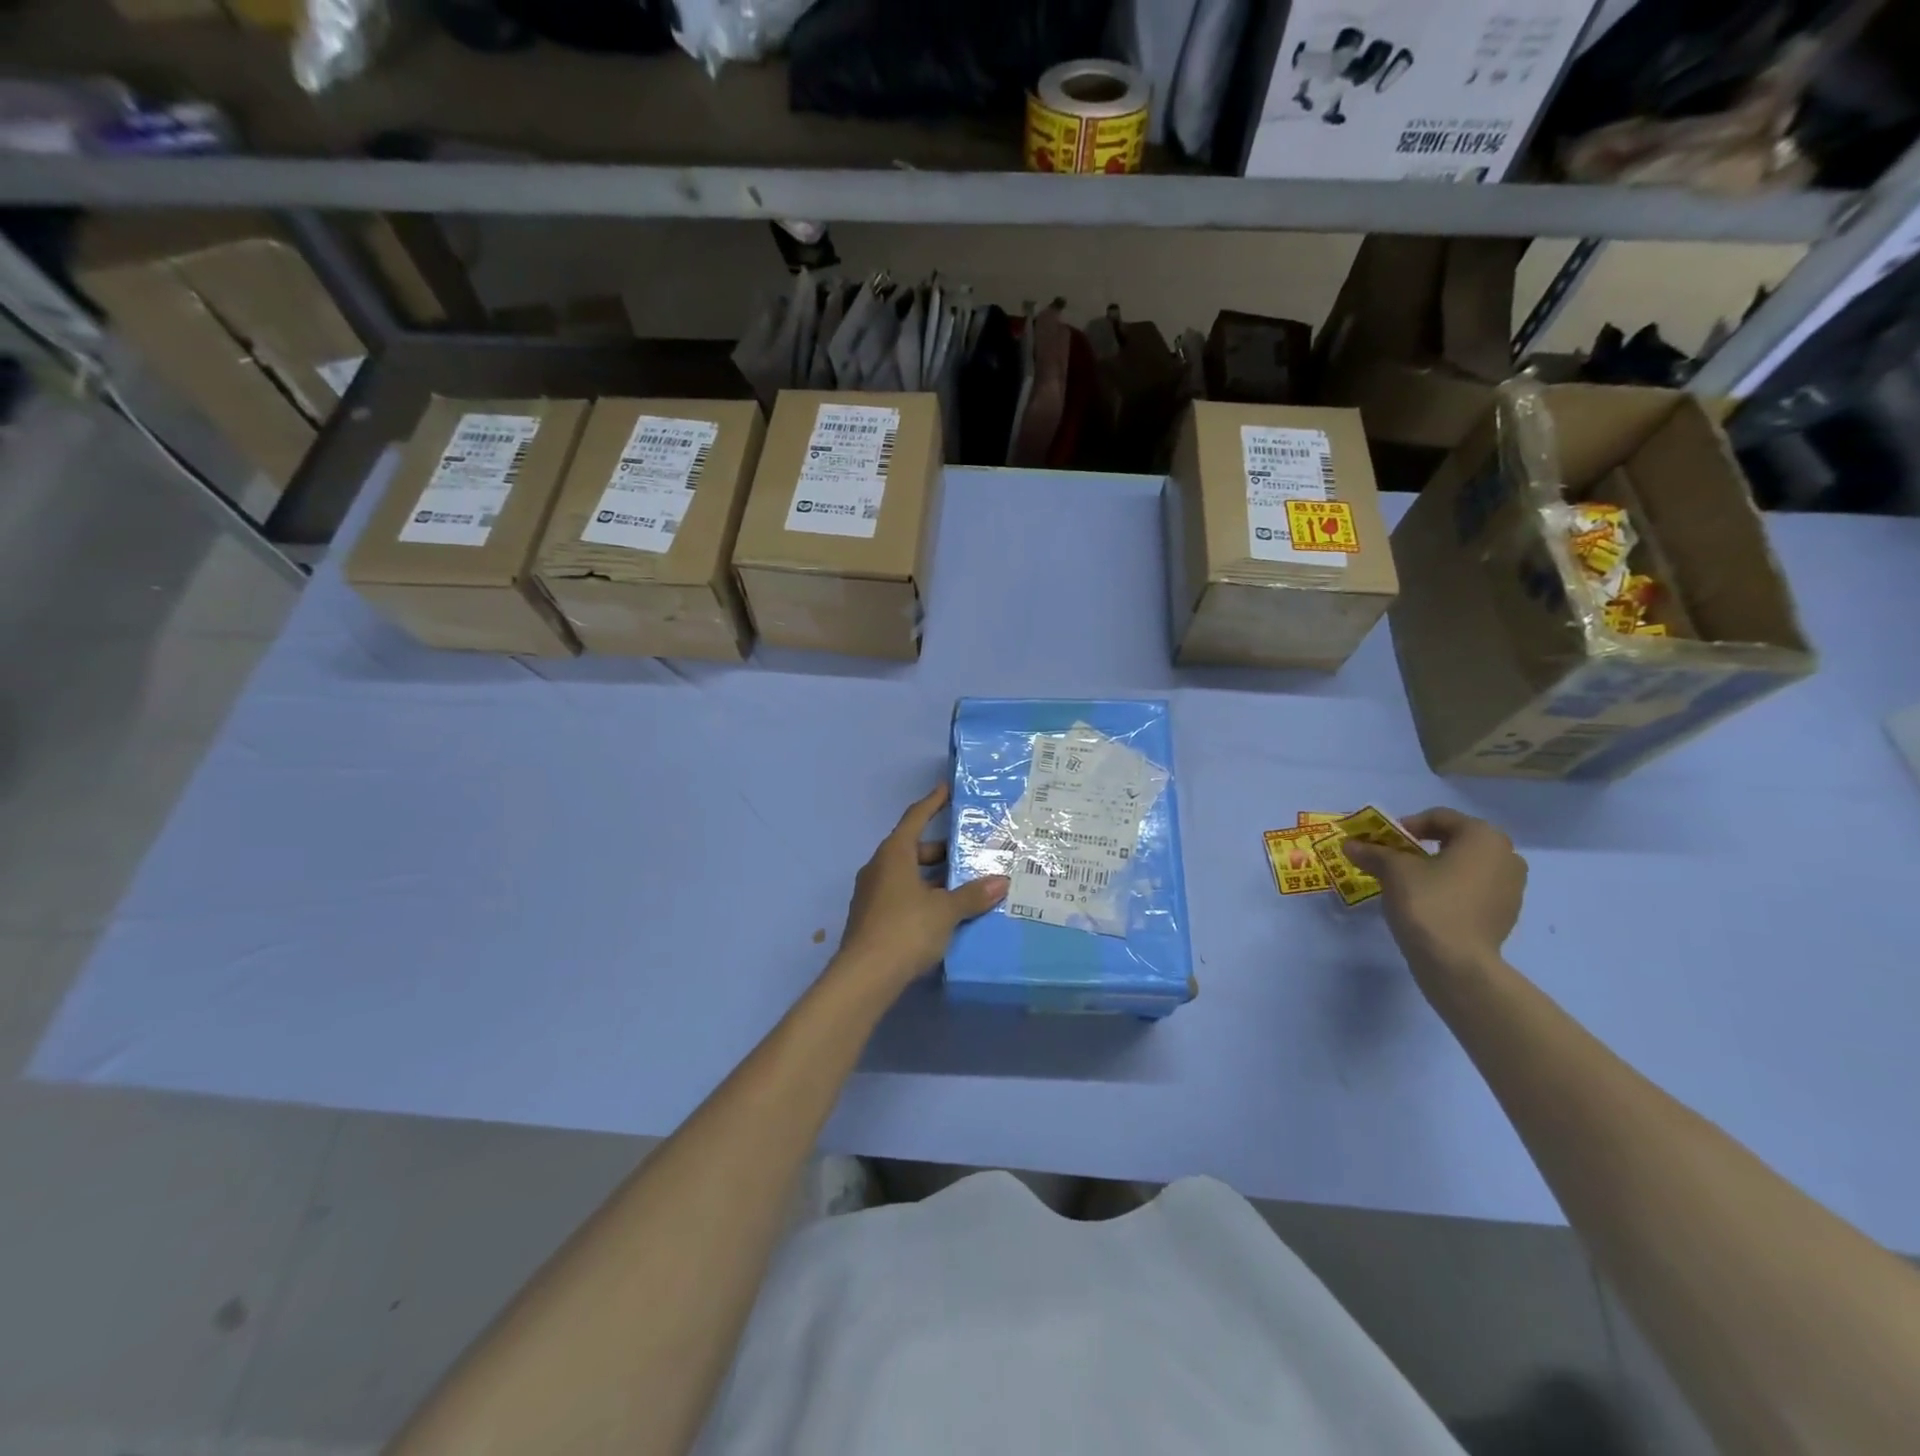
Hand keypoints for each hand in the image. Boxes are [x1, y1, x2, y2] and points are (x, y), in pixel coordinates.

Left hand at [832, 784, 1007, 995]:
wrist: (864, 977)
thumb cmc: (905, 930)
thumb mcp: (945, 911)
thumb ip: (972, 895)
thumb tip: (1000, 882)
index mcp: (894, 854)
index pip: (915, 818)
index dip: (932, 802)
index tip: (947, 789)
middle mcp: (879, 867)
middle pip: (913, 848)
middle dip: (942, 850)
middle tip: (970, 852)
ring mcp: (872, 894)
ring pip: (908, 875)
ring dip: (934, 877)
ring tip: (965, 884)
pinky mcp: (872, 918)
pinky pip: (902, 895)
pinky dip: (923, 896)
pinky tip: (945, 912)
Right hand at [1344, 808, 1526, 977]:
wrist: (1457, 963)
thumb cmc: (1428, 902)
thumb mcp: (1393, 871)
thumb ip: (1373, 853)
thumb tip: (1350, 845)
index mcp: (1483, 836)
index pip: (1439, 817)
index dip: (1405, 825)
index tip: (1382, 842)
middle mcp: (1506, 856)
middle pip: (1456, 840)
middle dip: (1422, 846)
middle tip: (1394, 859)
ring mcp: (1512, 887)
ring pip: (1466, 866)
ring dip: (1438, 868)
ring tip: (1409, 883)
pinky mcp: (1506, 914)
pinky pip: (1474, 889)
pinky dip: (1451, 889)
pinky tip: (1428, 904)